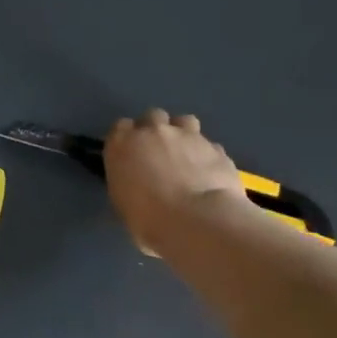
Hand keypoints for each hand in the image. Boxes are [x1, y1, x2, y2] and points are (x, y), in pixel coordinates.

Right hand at [103, 108, 248, 253]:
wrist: (197, 221)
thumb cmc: (148, 220)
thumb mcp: (124, 205)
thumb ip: (129, 184)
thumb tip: (138, 187)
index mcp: (122, 144)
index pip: (120, 127)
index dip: (127, 139)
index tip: (131, 155)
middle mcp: (153, 132)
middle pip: (152, 117)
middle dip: (155, 131)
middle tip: (159, 154)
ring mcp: (188, 136)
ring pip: (184, 121)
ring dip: (183, 134)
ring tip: (186, 157)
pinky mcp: (216, 148)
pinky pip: (209, 145)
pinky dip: (207, 156)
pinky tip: (209, 174)